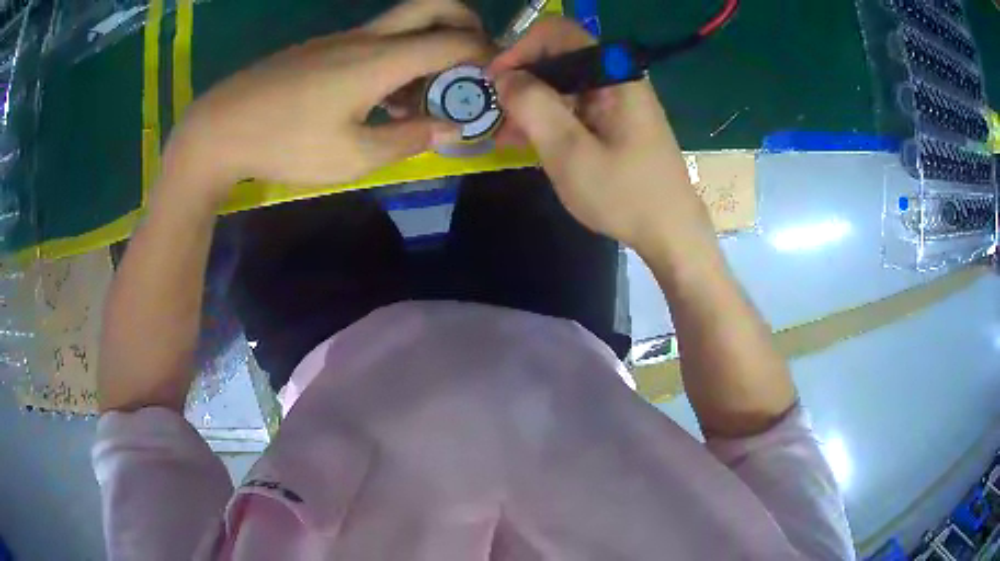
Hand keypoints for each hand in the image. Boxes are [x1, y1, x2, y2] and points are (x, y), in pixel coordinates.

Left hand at [164, 0, 491, 205]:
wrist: (219, 128)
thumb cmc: (285, 144)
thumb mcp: (352, 157)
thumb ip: (407, 139)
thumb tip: (448, 127)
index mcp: (380, 60)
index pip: (454, 41)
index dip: (486, 56)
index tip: (497, 80)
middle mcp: (367, 37)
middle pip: (435, 5)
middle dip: (468, 25)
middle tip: (472, 61)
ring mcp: (342, 38)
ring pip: (406, 22)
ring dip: (431, 44)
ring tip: (423, 95)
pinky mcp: (323, 47)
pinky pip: (376, 38)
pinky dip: (399, 55)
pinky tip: (382, 95)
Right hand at [488, 18, 713, 251]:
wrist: (671, 231)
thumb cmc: (624, 194)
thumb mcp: (569, 151)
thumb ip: (533, 106)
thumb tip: (505, 77)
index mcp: (614, 74)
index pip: (559, 33)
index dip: (520, 48)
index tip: (497, 82)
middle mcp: (617, 77)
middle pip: (559, 56)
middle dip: (522, 79)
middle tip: (497, 113)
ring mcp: (618, 99)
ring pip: (564, 82)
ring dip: (531, 102)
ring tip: (505, 135)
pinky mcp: (616, 120)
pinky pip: (575, 105)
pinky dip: (549, 117)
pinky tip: (528, 141)